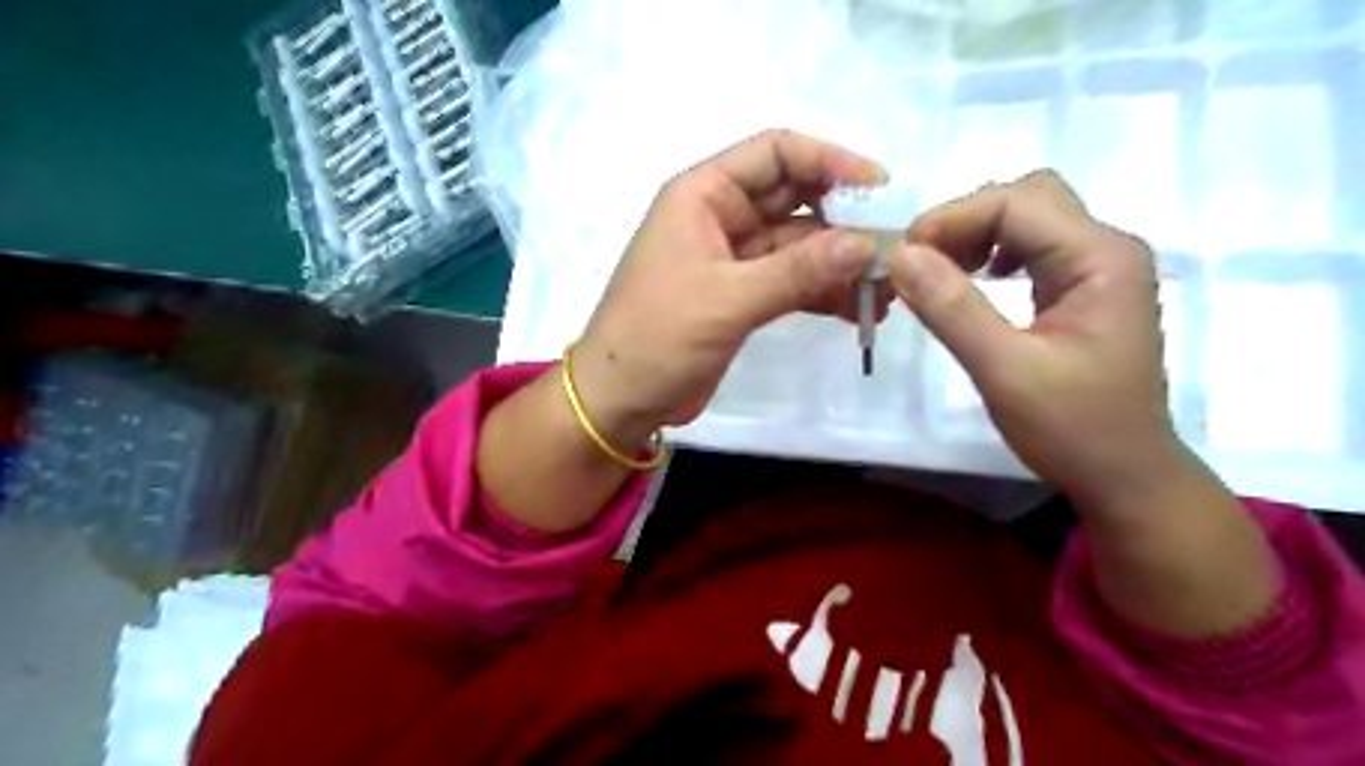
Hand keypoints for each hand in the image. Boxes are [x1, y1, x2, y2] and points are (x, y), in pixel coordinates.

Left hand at [568, 128, 880, 447]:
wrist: (620, 401)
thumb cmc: (657, 338)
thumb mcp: (727, 300)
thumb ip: (797, 271)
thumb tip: (868, 245)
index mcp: (703, 195)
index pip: (776, 153)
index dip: (830, 161)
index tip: (880, 191)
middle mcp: (720, 217)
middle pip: (795, 198)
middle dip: (845, 219)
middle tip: (893, 248)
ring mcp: (733, 260)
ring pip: (799, 245)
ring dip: (840, 262)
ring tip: (885, 290)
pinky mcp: (742, 297)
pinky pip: (793, 282)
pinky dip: (823, 292)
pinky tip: (859, 310)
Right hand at [891, 171, 1191, 516]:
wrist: (1124, 477)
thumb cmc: (1072, 429)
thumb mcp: (1004, 370)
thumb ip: (952, 309)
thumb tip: (900, 255)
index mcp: (1100, 259)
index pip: (1017, 203)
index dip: (953, 219)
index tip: (903, 257)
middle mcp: (1105, 249)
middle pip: (1027, 199)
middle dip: (965, 222)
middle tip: (919, 264)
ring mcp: (1097, 269)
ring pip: (1027, 220)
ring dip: (975, 237)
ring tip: (938, 274)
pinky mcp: (1082, 291)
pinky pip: (1030, 250)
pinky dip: (990, 256)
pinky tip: (972, 283)